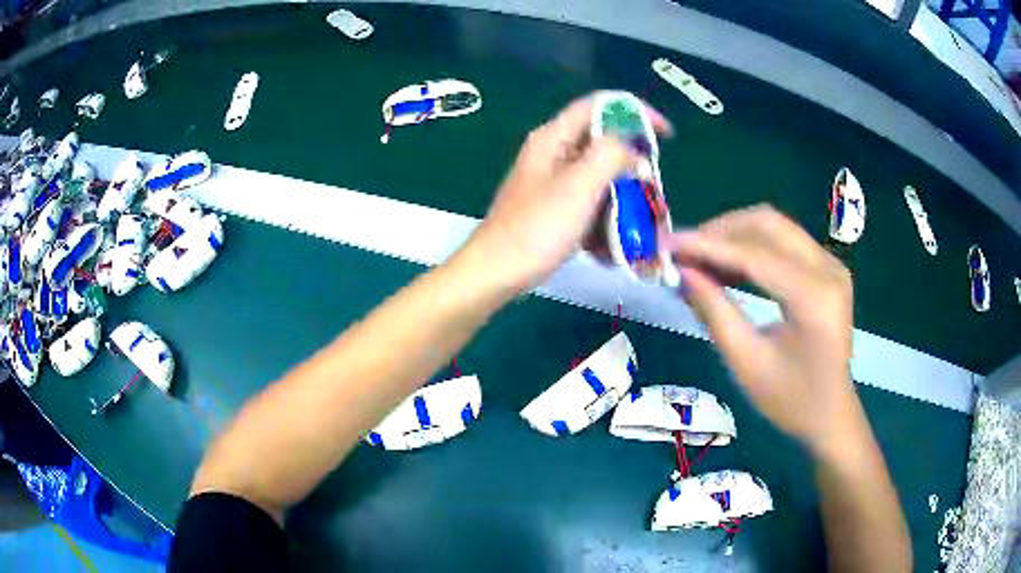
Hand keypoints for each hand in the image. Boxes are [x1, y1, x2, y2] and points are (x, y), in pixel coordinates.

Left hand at [463, 94, 670, 292]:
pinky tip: (615, 248)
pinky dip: (606, 221)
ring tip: (641, 225)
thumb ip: (610, 155)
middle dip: (633, 167)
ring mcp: (553, 184)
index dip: (635, 112)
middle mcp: (554, 154)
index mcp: (554, 137)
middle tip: (653, 190)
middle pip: (603, 145)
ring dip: (624, 200)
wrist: (497, 273)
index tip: (665, 133)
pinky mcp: (554, 210)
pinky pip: (590, 206)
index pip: (600, 106)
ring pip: (600, 180)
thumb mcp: (579, 185)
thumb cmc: (537, 228)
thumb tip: (633, 151)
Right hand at [666, 205, 858, 456]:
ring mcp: (831, 264)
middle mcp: (828, 269)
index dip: (708, 246)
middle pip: (768, 224)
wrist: (831, 413)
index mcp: (814, 298)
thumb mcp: (747, 363)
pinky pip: (784, 240)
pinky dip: (751, 245)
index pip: (755, 256)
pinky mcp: (827, 267)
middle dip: (720, 230)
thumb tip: (682, 272)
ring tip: (698, 255)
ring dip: (734, 234)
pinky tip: (726, 262)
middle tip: (683, 249)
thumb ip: (714, 312)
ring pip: (775, 226)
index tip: (667, 244)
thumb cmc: (790, 400)